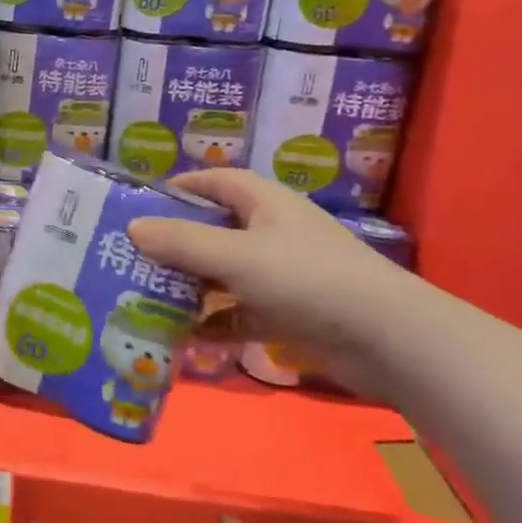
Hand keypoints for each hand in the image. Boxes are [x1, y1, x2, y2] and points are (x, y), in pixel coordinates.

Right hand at [127, 170, 415, 391]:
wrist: (389, 341)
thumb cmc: (308, 279)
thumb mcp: (236, 256)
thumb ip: (182, 242)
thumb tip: (132, 227)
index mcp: (265, 204)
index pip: (217, 181)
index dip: (180, 187)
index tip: (141, 203)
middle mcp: (272, 233)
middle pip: (215, 229)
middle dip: (175, 242)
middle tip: (132, 255)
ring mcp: (282, 276)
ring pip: (224, 274)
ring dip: (190, 286)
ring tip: (145, 296)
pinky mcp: (288, 314)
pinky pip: (239, 313)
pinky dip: (214, 323)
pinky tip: (183, 337)